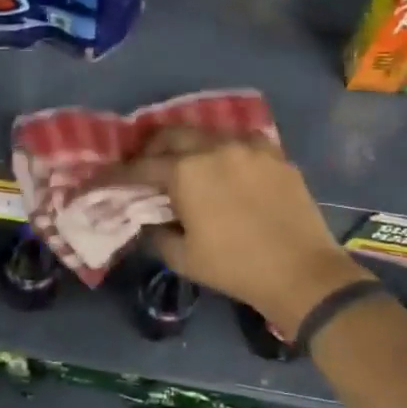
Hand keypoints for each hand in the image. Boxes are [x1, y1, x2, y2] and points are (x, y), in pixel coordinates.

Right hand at [121, 128, 367, 334]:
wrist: (303, 273)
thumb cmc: (235, 267)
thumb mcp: (183, 257)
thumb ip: (156, 232)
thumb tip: (147, 219)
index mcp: (186, 171)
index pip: (140, 167)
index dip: (117, 174)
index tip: (103, 180)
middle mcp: (215, 147)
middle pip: (171, 135)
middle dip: (151, 149)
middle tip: (143, 167)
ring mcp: (249, 147)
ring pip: (207, 134)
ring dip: (187, 146)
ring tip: (183, 165)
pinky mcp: (275, 155)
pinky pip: (240, 142)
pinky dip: (222, 151)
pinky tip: (224, 168)